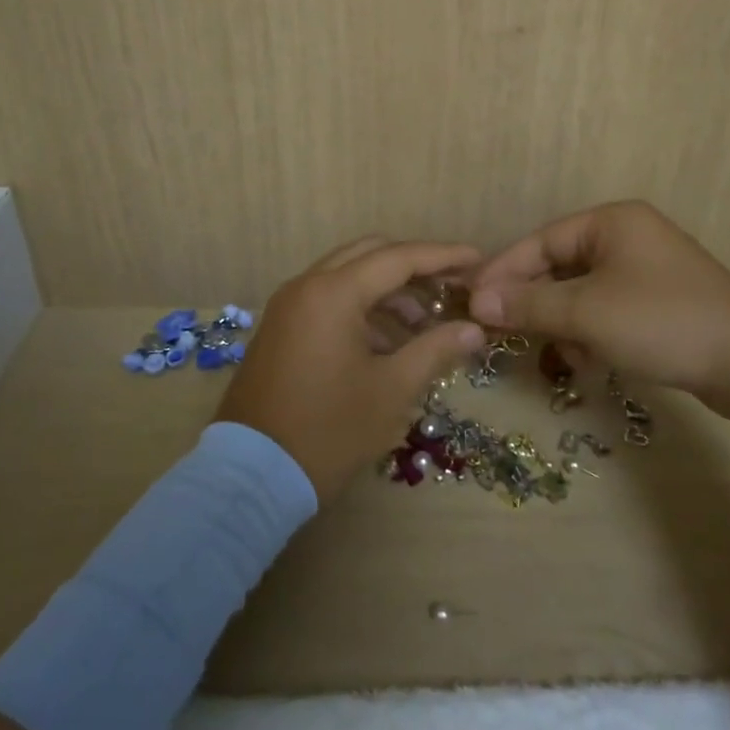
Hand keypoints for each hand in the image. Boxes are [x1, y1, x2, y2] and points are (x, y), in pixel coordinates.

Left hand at [215, 237, 487, 503]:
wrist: (251, 475)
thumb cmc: (329, 430)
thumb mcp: (392, 390)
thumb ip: (435, 349)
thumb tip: (473, 329)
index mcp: (333, 293)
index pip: (399, 257)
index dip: (443, 256)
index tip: (478, 259)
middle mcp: (307, 285)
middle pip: (370, 254)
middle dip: (414, 266)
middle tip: (450, 287)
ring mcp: (288, 306)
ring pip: (347, 275)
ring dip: (388, 289)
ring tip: (425, 324)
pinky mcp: (281, 328)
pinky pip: (328, 299)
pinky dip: (362, 307)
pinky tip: (388, 341)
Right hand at [469, 201, 729, 416]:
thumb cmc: (661, 322)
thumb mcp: (587, 313)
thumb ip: (529, 304)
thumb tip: (477, 300)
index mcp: (611, 222)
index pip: (540, 242)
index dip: (503, 273)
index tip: (472, 302)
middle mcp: (629, 237)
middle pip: (560, 267)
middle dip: (536, 304)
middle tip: (505, 334)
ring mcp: (648, 270)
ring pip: (583, 294)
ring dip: (565, 325)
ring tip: (563, 356)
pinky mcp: (661, 303)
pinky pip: (608, 310)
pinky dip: (592, 333)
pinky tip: (591, 361)